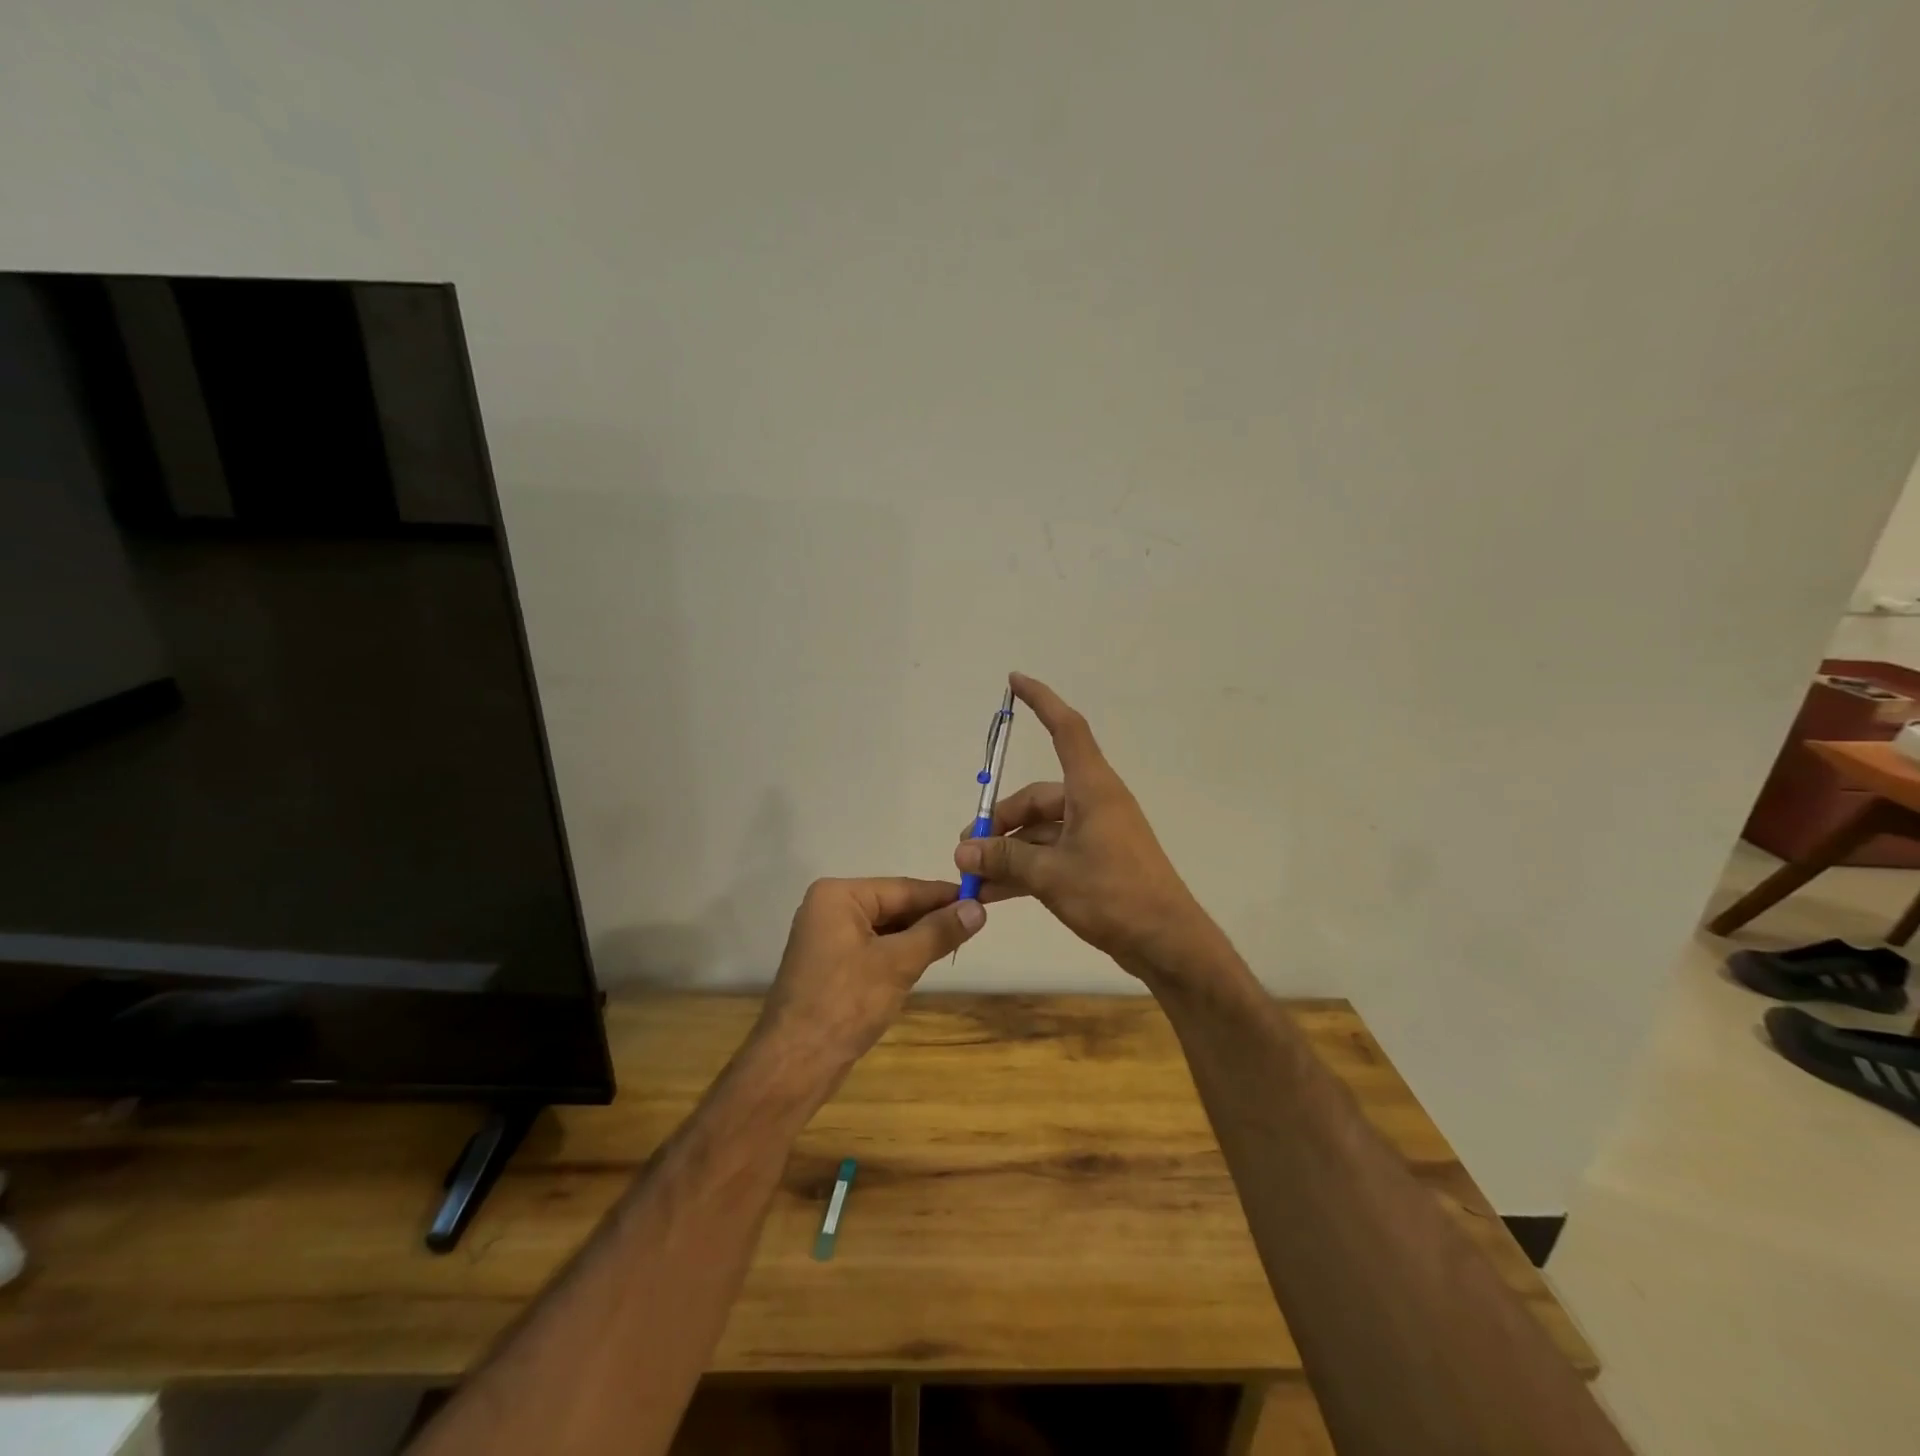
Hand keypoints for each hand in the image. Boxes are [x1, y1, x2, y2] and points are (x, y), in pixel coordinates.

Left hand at [755, 877, 984, 1070]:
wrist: (796, 1063)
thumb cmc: (846, 1003)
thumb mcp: (899, 963)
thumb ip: (939, 932)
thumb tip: (978, 909)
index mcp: (838, 895)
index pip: (903, 888)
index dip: (944, 896)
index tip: (983, 899)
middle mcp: (830, 908)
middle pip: (893, 905)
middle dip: (931, 917)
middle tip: (976, 924)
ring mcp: (828, 937)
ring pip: (886, 928)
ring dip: (918, 936)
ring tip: (959, 940)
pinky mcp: (831, 964)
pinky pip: (874, 947)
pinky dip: (899, 953)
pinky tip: (926, 960)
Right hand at [954, 673, 1217, 979]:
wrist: (1167, 943)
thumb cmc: (1113, 895)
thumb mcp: (1051, 874)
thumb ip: (1005, 859)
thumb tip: (963, 852)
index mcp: (1092, 789)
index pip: (1066, 728)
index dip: (1042, 701)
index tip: (1015, 681)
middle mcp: (1094, 803)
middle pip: (1037, 798)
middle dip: (1000, 822)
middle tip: (967, 850)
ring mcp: (1096, 834)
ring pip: (1040, 832)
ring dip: (1008, 852)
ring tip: (973, 879)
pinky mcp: (1097, 863)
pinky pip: (1051, 855)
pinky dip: (1024, 870)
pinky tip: (993, 895)